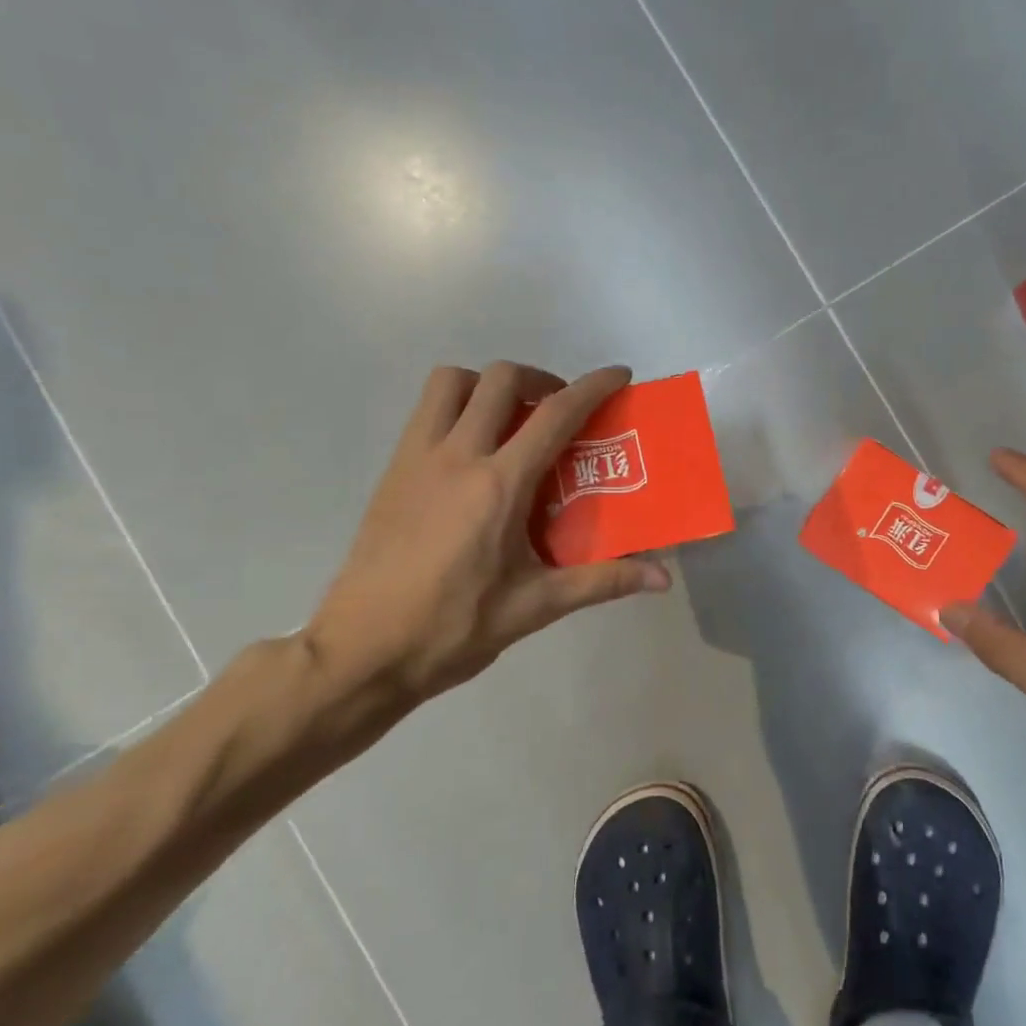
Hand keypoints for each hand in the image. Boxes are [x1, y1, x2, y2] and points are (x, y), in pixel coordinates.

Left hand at [301, 363, 668, 732]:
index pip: (556, 415)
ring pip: (452, 382)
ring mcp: (417, 458)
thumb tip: (663, 579)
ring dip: (489, 384)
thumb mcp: (536, 606)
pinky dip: (457, 406)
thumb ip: (602, 582)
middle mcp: (457, 456)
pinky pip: (426, 411)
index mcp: (499, 485)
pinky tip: (472, 453)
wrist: (362, 650)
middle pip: (501, 379)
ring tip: (511, 420)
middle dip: (541, 379)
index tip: (619, 375)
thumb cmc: (454, 627)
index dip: (593, 386)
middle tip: (560, 410)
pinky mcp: (392, 470)